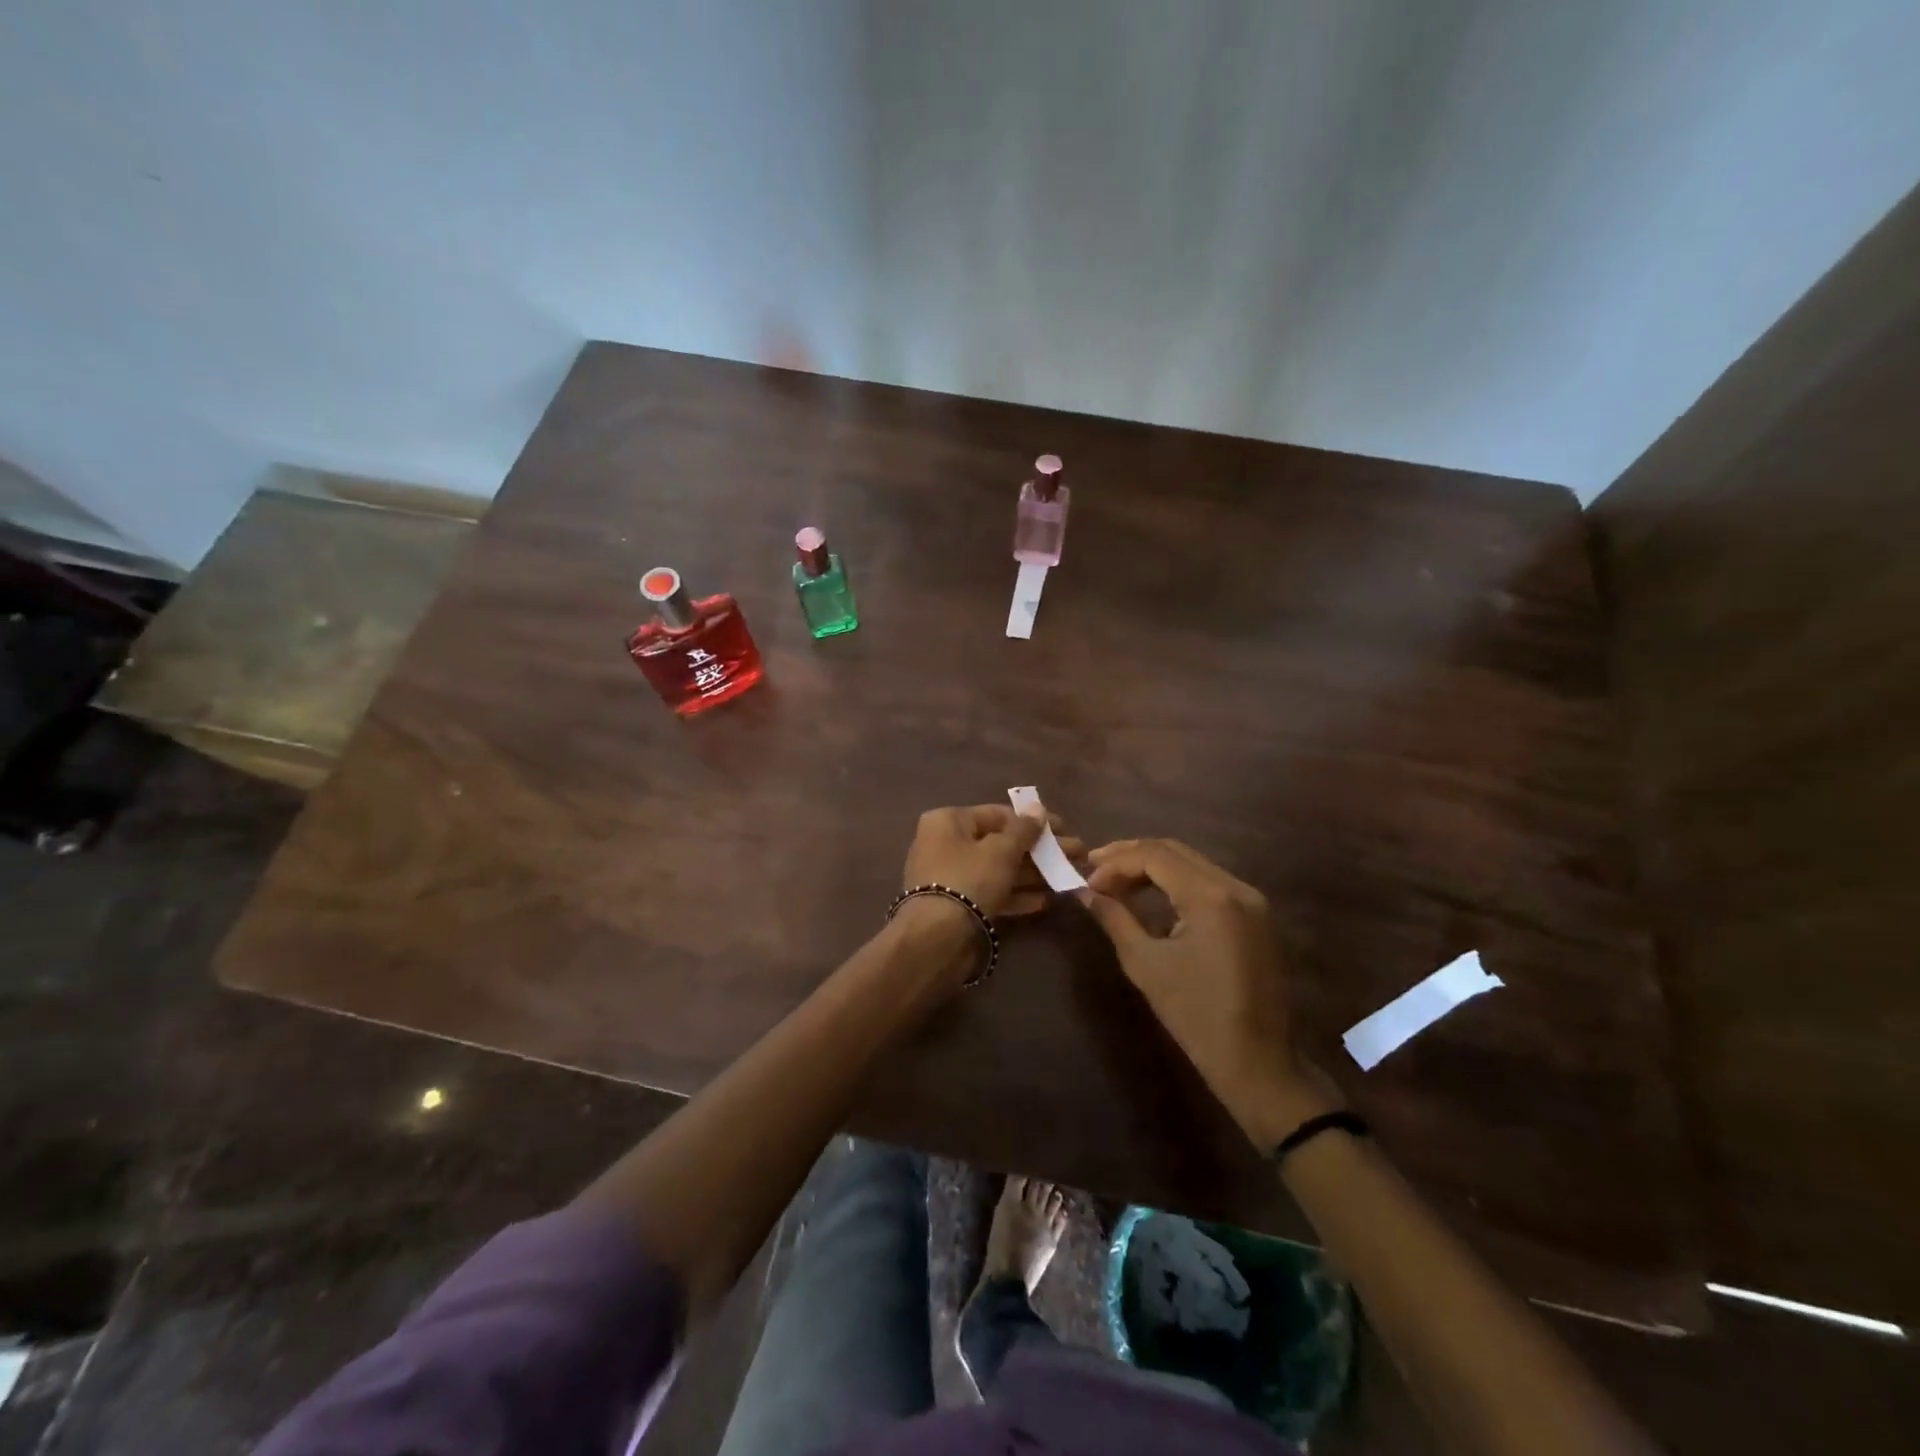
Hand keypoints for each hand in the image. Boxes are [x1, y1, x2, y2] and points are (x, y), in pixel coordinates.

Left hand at [902, 804, 1079, 918]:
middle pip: (1000, 842)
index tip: (1064, 829)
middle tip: (1076, 855)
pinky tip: (1047, 901)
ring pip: (999, 870)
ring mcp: (951, 877)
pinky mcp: (958, 907)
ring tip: (1068, 877)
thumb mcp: (1002, 850)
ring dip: (1033, 874)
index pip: (998, 814)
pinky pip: (992, 893)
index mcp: (948, 821)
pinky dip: (1017, 895)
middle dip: (1039, 850)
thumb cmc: (970, 879)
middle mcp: (945, 844)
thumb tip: (1037, 808)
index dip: (1033, 821)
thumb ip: (1023, 829)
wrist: (938, 939)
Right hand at [1082, 839, 1334, 1148]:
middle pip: (1175, 851)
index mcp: (1211, 897)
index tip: (1087, 881)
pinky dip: (1176, 882)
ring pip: (1193, 863)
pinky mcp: (1255, 915)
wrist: (1256, 1061)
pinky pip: (1209, 882)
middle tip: (1095, 869)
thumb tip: (1085, 893)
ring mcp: (1251, 899)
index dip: (1116, 863)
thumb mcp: (1145, 964)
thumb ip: (1115, 918)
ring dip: (1153, 866)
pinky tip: (1151, 895)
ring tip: (1117, 882)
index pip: (1155, 855)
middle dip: (1132, 856)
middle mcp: (1235, 886)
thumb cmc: (1195, 1015)